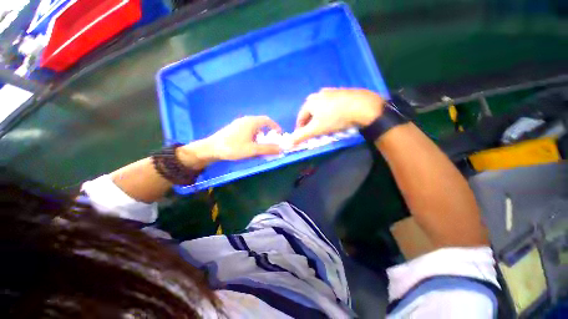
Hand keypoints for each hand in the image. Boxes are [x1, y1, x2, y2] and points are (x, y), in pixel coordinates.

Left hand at [178, 116, 281, 166]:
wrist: (211, 149)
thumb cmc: (233, 148)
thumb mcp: (253, 150)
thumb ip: (268, 149)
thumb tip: (281, 149)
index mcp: (251, 122)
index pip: (267, 120)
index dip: (275, 126)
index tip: (279, 135)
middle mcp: (245, 120)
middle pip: (261, 124)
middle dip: (267, 133)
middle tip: (269, 143)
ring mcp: (238, 124)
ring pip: (254, 128)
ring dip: (260, 136)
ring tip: (259, 146)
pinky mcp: (233, 129)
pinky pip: (248, 130)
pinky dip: (253, 137)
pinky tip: (249, 145)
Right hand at [291, 88, 384, 144]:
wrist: (361, 106)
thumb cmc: (334, 118)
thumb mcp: (316, 129)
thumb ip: (301, 136)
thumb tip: (286, 144)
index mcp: (310, 102)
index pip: (300, 118)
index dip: (300, 129)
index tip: (303, 137)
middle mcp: (318, 94)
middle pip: (310, 112)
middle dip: (310, 123)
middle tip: (315, 132)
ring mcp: (330, 92)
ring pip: (320, 108)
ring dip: (320, 118)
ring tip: (326, 126)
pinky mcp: (341, 92)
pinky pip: (331, 105)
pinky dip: (330, 112)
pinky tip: (336, 117)